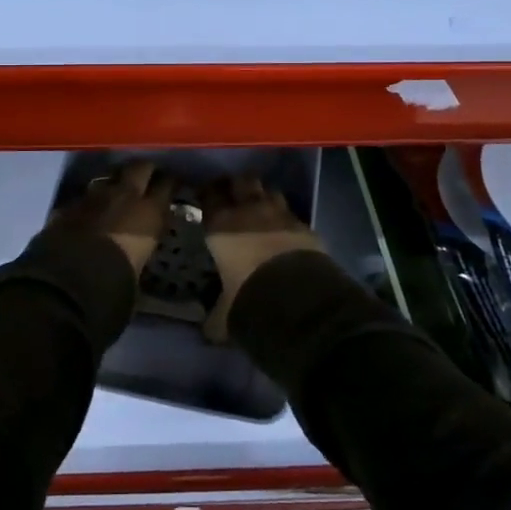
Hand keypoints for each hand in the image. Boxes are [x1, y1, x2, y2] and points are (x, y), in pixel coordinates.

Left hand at [48, 161, 176, 275]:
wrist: (71, 279)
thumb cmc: (118, 280)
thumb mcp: (141, 266)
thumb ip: (143, 248)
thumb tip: (139, 251)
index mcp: (150, 211)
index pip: (167, 185)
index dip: (170, 183)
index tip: (172, 184)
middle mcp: (125, 195)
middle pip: (140, 167)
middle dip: (144, 170)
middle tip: (147, 177)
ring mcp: (94, 196)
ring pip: (109, 177)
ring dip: (114, 184)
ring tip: (115, 194)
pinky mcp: (69, 205)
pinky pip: (84, 198)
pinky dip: (89, 203)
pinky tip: (87, 213)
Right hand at [201, 174, 324, 342]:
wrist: (296, 299)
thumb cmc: (247, 298)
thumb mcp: (222, 313)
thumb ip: (213, 314)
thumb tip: (208, 328)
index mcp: (220, 224)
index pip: (209, 194)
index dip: (207, 192)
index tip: (205, 196)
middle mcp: (249, 211)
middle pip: (242, 181)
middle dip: (238, 185)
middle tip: (234, 195)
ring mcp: (280, 214)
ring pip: (270, 190)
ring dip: (264, 196)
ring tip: (261, 208)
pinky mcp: (305, 225)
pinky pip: (292, 213)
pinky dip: (286, 218)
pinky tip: (284, 229)